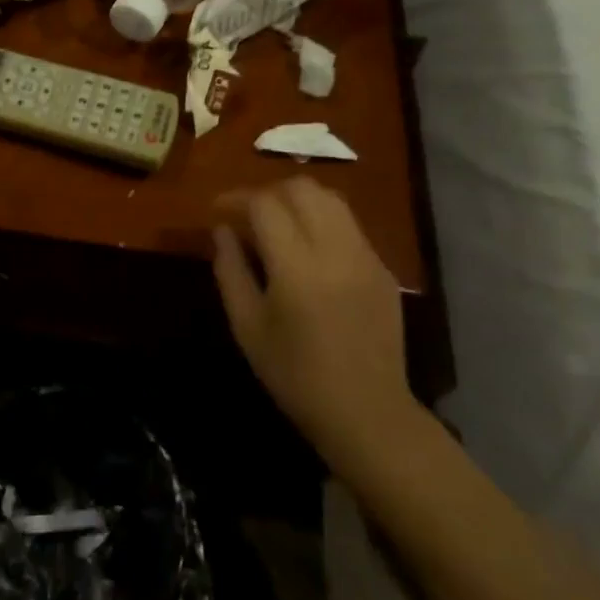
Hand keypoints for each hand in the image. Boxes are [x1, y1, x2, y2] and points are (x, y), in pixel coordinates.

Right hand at [212, 178, 423, 470]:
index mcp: (297, 267)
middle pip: (301, 188)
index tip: (216, 211)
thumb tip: (222, 230)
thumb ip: (230, 270)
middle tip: (246, 215)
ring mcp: (366, 256)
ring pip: (330, 198)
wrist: (366, 412)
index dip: (235, 199)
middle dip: (267, 192)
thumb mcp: (246, 326)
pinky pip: (349, 224)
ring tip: (277, 223)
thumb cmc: (295, 375)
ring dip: (297, 200)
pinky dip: (322, 220)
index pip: (264, 204)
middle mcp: (336, 249)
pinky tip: (308, 248)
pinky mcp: (383, 268)